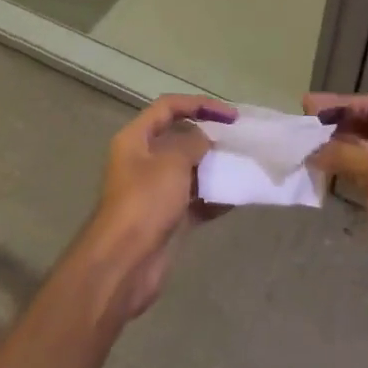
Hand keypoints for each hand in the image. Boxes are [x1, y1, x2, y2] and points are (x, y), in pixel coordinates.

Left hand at [79, 94, 233, 319]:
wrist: (124, 263)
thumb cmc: (146, 202)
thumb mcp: (172, 163)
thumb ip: (193, 143)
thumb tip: (205, 139)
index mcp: (135, 139)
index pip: (168, 107)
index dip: (199, 104)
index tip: (230, 114)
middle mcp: (142, 160)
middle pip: (179, 138)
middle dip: (209, 137)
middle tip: (239, 139)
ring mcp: (154, 191)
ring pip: (188, 170)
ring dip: (213, 167)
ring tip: (242, 165)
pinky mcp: (166, 218)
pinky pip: (194, 200)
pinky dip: (213, 197)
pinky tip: (236, 196)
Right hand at [305, 93, 367, 310]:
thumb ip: (345, 154)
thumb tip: (311, 148)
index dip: (341, 103)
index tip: (310, 104)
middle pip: (366, 125)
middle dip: (336, 123)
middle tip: (303, 121)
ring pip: (360, 149)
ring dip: (334, 145)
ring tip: (304, 142)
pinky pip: (357, 173)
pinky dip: (338, 167)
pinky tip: (316, 165)